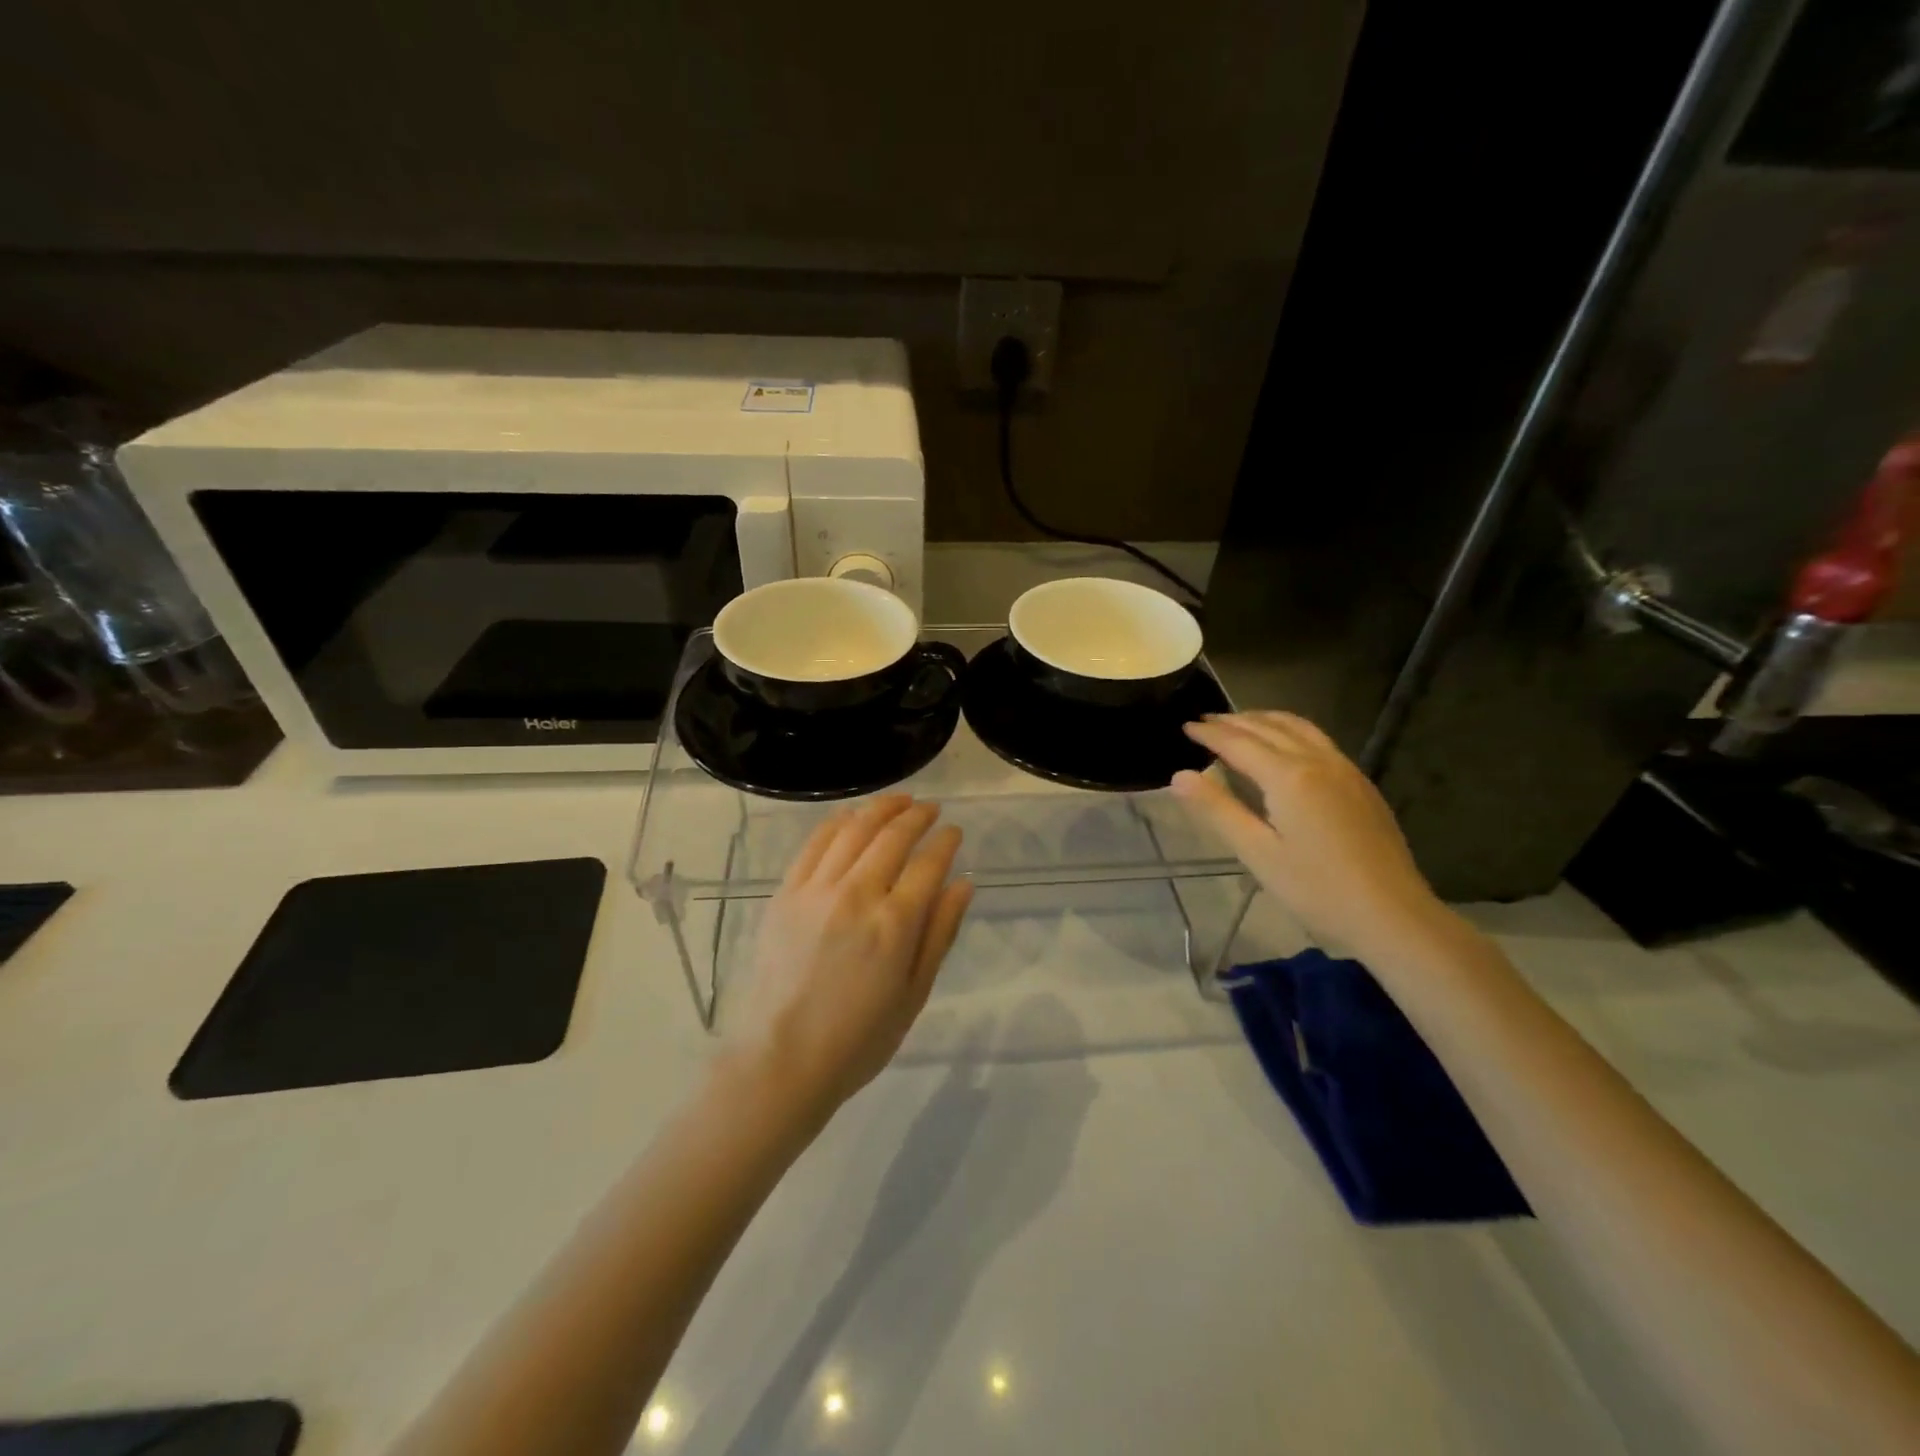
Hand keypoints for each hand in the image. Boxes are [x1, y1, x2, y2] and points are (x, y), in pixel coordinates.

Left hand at [723, 795, 973, 1114]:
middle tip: (930, 809)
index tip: (954, 831)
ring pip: (854, 829)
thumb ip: (940, 933)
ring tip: (899, 801)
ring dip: (881, 808)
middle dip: (917, 815)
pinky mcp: (786, 893)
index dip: (946, 842)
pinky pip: (815, 843)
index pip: (929, 864)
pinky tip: (852, 817)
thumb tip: (963, 883)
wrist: (781, 1059)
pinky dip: (838, 822)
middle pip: (893, 836)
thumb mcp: (914, 994)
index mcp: (895, 924)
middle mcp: (857, 895)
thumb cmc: (858, 1038)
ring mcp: (817, 890)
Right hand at [1171, 712, 1444, 954]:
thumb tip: (1179, 775)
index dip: (1209, 733)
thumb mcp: (1257, 853)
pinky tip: (1284, 746)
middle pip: (1269, 728)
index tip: (1185, 726)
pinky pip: (1318, 740)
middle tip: (1205, 720)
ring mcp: (1345, 769)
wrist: (1392, 914)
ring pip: (1299, 727)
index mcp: (1289, 776)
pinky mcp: (1360, 783)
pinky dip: (1290, 730)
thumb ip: (1218, 810)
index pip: (1239, 743)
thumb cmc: (1317, 889)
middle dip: (1234, 721)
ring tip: (1240, 723)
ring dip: (1265, 719)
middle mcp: (1318, 761)